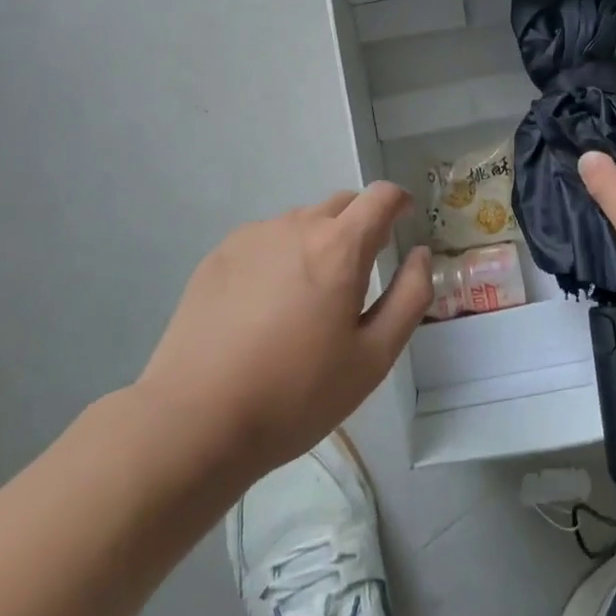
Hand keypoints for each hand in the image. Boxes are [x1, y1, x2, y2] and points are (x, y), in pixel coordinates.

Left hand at [136, 184, 432, 480]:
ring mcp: (252, 237)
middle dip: (360, 225)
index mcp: (339, 246)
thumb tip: (420, 254)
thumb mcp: (373, 357)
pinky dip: (280, 257)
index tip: (404, 220)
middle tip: (360, 273)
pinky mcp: (218, 256)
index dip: (399, 202)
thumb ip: (409, 297)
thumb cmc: (296, 393)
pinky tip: (265, 307)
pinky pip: (265, 241)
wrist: (195, 418)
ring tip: (308, 299)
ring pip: (301, 223)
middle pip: (341, 205)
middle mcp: (296, 226)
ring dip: (318, 243)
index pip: (380, 197)